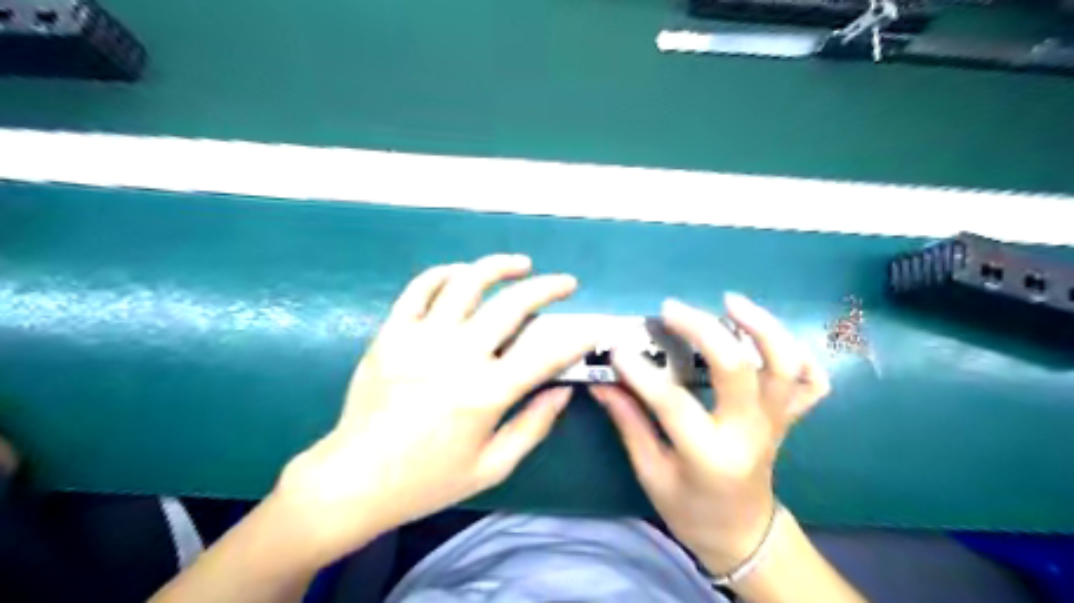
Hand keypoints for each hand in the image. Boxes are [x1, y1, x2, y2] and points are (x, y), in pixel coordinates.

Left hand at [274, 255, 594, 564]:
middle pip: (513, 305)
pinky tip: (462, 273)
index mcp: (486, 393)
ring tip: (520, 264)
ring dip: (499, 266)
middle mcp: (458, 356)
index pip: (546, 352)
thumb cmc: (427, 479)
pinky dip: (445, 273)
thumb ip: (533, 426)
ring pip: (467, 283)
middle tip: (566, 283)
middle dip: (549, 287)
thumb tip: (562, 392)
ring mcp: (421, 338)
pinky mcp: (392, 332)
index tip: (594, 326)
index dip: (578, 336)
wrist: (353, 478)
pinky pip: (420, 288)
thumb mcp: (491, 466)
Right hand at [588, 292, 828, 573]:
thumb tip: (602, 382)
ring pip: (784, 366)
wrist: (743, 533)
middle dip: (702, 330)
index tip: (617, 350)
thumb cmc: (690, 510)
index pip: (673, 402)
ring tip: (730, 302)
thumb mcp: (651, 473)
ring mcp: (776, 422)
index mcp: (710, 455)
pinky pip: (811, 382)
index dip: (641, 373)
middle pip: (736, 369)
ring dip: (761, 327)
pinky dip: (800, 354)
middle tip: (670, 309)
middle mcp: (750, 433)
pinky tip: (768, 338)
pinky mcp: (788, 418)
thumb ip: (629, 423)